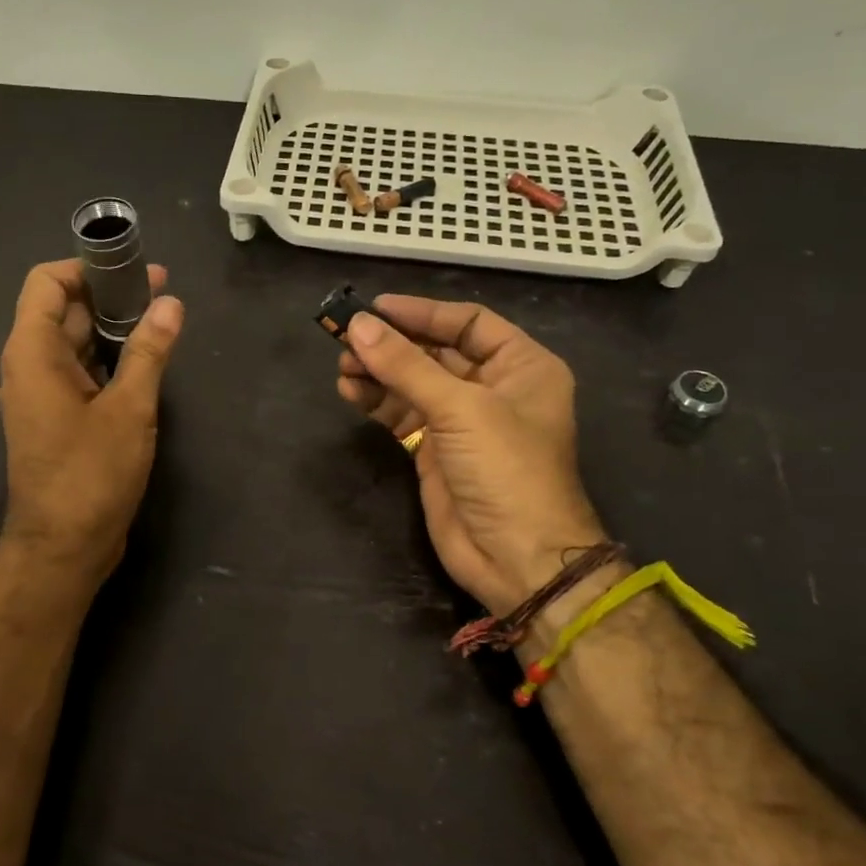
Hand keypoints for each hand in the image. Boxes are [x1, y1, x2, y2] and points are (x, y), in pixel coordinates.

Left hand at [0, 259, 183, 580]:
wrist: (63, 547)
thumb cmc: (91, 474)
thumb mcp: (129, 409)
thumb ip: (148, 352)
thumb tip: (170, 303)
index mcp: (33, 352)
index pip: (47, 283)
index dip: (87, 266)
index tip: (132, 268)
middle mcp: (29, 366)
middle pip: (64, 310)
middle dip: (110, 296)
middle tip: (163, 292)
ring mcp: (41, 394)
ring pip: (75, 343)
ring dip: (113, 329)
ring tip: (161, 321)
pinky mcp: (57, 419)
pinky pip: (80, 373)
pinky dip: (109, 360)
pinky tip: (145, 362)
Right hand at [336, 295, 605, 613]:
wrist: (516, 557)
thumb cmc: (506, 470)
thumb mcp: (461, 409)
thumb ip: (407, 366)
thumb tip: (358, 326)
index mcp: (521, 366)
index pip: (467, 323)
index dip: (421, 313)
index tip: (375, 308)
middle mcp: (493, 388)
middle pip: (434, 352)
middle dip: (392, 345)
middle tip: (346, 339)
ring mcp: (462, 421)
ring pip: (413, 383)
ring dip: (378, 372)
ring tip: (343, 367)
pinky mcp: (435, 450)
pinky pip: (401, 414)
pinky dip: (376, 402)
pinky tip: (350, 392)